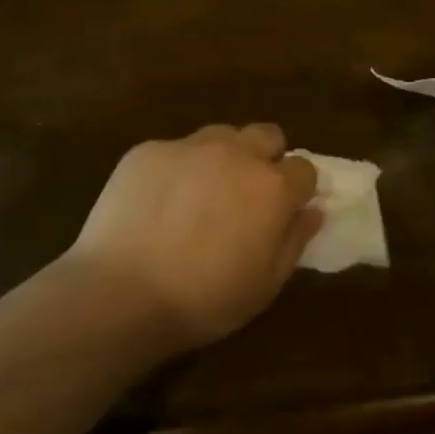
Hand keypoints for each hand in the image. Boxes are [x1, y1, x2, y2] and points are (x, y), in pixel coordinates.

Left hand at [66, 124, 321, 350]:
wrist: (121, 292)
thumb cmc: (203, 299)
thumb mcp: (264, 286)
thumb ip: (294, 241)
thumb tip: (313, 211)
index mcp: (271, 187)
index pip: (304, 168)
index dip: (297, 188)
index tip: (285, 209)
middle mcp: (235, 153)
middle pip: (267, 134)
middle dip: (266, 157)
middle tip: (246, 194)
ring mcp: (189, 146)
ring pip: (220, 135)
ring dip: (222, 157)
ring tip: (201, 194)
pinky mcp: (148, 149)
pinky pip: (175, 150)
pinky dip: (176, 169)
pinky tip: (158, 203)